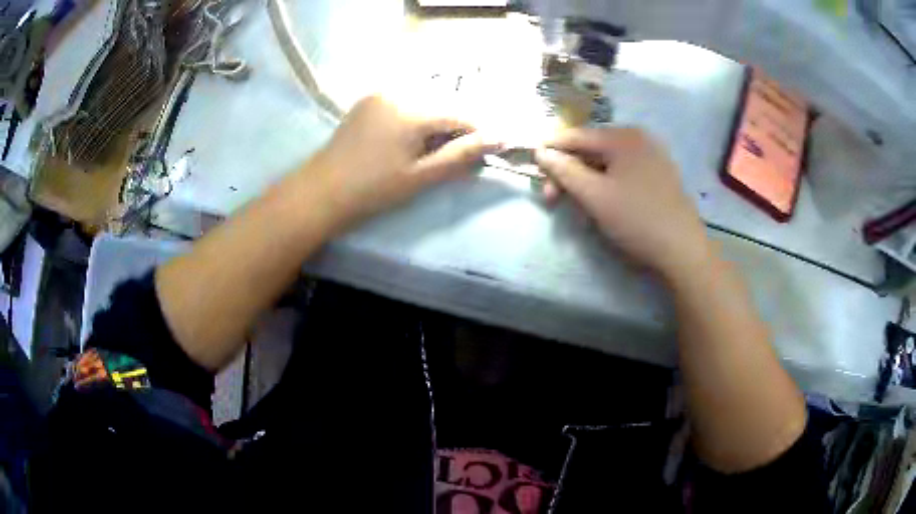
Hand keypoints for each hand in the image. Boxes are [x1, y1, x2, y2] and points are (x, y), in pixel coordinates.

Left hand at [304, 96, 499, 230]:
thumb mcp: (421, 175)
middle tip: (457, 155)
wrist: (322, 191)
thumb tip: (500, 138)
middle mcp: (398, 91)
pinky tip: (411, 138)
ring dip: (437, 121)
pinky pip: (405, 101)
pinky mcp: (369, 100)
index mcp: (412, 109)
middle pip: (443, 103)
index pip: (460, 113)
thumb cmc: (373, 188)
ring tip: (434, 149)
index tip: (488, 150)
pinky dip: (417, 116)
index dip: (478, 131)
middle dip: (456, 127)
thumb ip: (462, 154)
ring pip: (425, 101)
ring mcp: (380, 93)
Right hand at [535, 127, 710, 278]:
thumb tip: (541, 152)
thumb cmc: (636, 219)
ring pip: (607, 163)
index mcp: (622, 137)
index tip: (533, 170)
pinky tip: (604, 205)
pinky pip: (624, 172)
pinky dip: (607, 185)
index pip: (575, 136)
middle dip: (570, 173)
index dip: (551, 151)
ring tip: (579, 207)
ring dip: (587, 182)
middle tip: (554, 200)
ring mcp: (652, 156)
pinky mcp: (659, 175)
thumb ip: (564, 171)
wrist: (683, 250)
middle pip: (591, 149)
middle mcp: (638, 138)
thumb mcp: (594, 196)